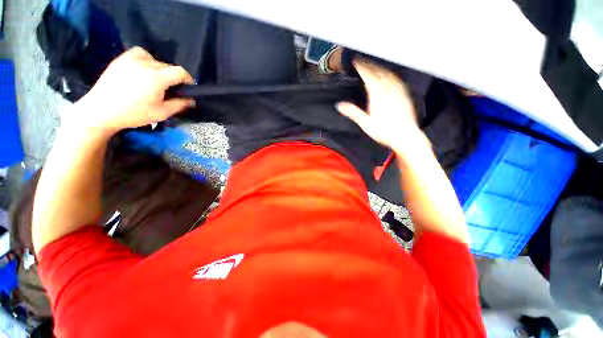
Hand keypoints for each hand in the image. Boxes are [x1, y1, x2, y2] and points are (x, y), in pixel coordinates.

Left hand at [64, 47, 194, 136]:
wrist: (101, 111)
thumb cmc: (133, 114)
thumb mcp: (161, 113)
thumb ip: (179, 105)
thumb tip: (191, 100)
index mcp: (156, 79)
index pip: (180, 72)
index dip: (188, 79)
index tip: (188, 88)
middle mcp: (145, 65)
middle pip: (168, 66)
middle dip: (173, 77)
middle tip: (170, 89)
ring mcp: (131, 60)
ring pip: (155, 60)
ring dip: (160, 69)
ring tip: (156, 79)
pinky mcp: (121, 60)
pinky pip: (140, 53)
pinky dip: (146, 59)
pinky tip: (143, 70)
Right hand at [337, 59, 427, 151]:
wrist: (405, 136)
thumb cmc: (385, 131)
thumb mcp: (366, 124)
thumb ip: (353, 112)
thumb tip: (339, 105)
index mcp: (378, 95)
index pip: (368, 75)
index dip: (361, 66)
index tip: (355, 60)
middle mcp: (389, 89)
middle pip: (377, 71)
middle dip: (369, 64)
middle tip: (361, 60)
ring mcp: (398, 90)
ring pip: (387, 73)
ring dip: (379, 67)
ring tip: (372, 64)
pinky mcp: (404, 94)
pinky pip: (396, 78)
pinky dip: (389, 73)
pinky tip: (387, 75)